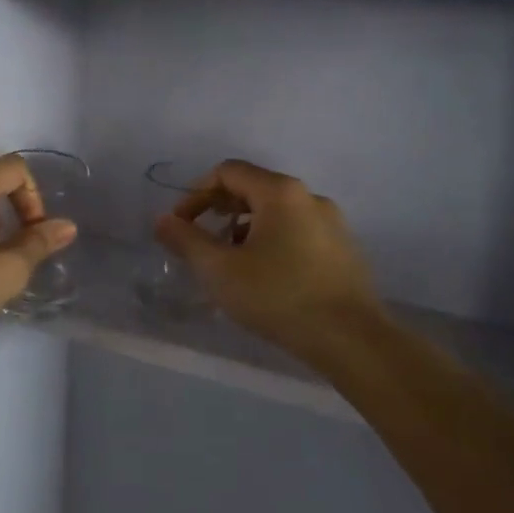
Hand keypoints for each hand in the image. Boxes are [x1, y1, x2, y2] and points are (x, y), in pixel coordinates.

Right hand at [154, 160, 381, 354]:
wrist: (351, 340)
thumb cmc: (278, 296)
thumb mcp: (219, 270)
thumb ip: (186, 240)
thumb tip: (162, 220)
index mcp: (280, 192)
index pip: (228, 172)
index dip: (196, 194)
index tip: (180, 225)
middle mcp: (309, 197)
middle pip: (253, 188)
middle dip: (219, 210)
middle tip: (200, 241)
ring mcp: (332, 223)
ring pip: (276, 212)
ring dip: (244, 228)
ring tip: (229, 262)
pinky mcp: (343, 249)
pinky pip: (297, 232)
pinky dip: (271, 241)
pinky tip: (264, 276)